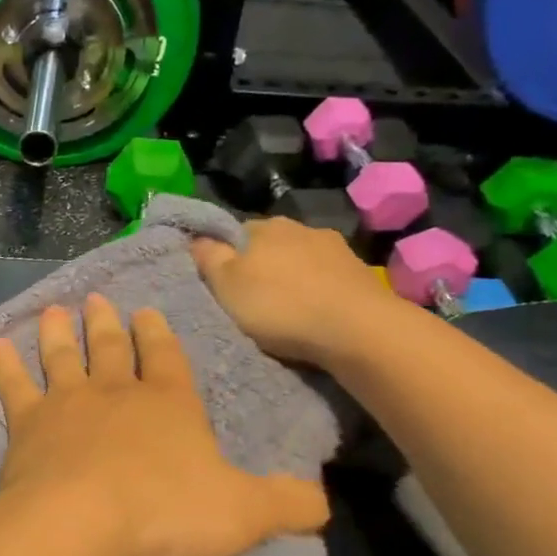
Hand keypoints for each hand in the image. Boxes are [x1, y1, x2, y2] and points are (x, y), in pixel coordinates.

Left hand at [0, 294, 327, 555]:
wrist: (81, 524)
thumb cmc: (166, 513)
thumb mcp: (243, 514)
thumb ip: (285, 503)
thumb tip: (323, 501)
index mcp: (169, 403)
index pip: (167, 357)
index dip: (158, 334)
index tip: (147, 312)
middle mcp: (116, 392)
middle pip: (110, 348)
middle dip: (106, 323)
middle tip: (97, 299)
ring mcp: (67, 403)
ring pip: (63, 357)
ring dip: (58, 333)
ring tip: (53, 310)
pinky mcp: (26, 425)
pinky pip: (14, 386)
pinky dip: (4, 365)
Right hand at [191, 218, 404, 365]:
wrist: (356, 328)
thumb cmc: (280, 306)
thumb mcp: (226, 286)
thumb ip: (208, 258)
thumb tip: (196, 237)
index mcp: (263, 227)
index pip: (234, 232)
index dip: (225, 256)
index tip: (222, 282)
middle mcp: (300, 227)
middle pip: (269, 245)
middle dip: (261, 266)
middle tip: (251, 299)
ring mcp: (335, 248)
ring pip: (301, 259)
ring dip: (292, 277)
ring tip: (287, 308)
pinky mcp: (360, 271)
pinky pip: (327, 276)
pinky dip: (318, 289)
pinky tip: (316, 310)